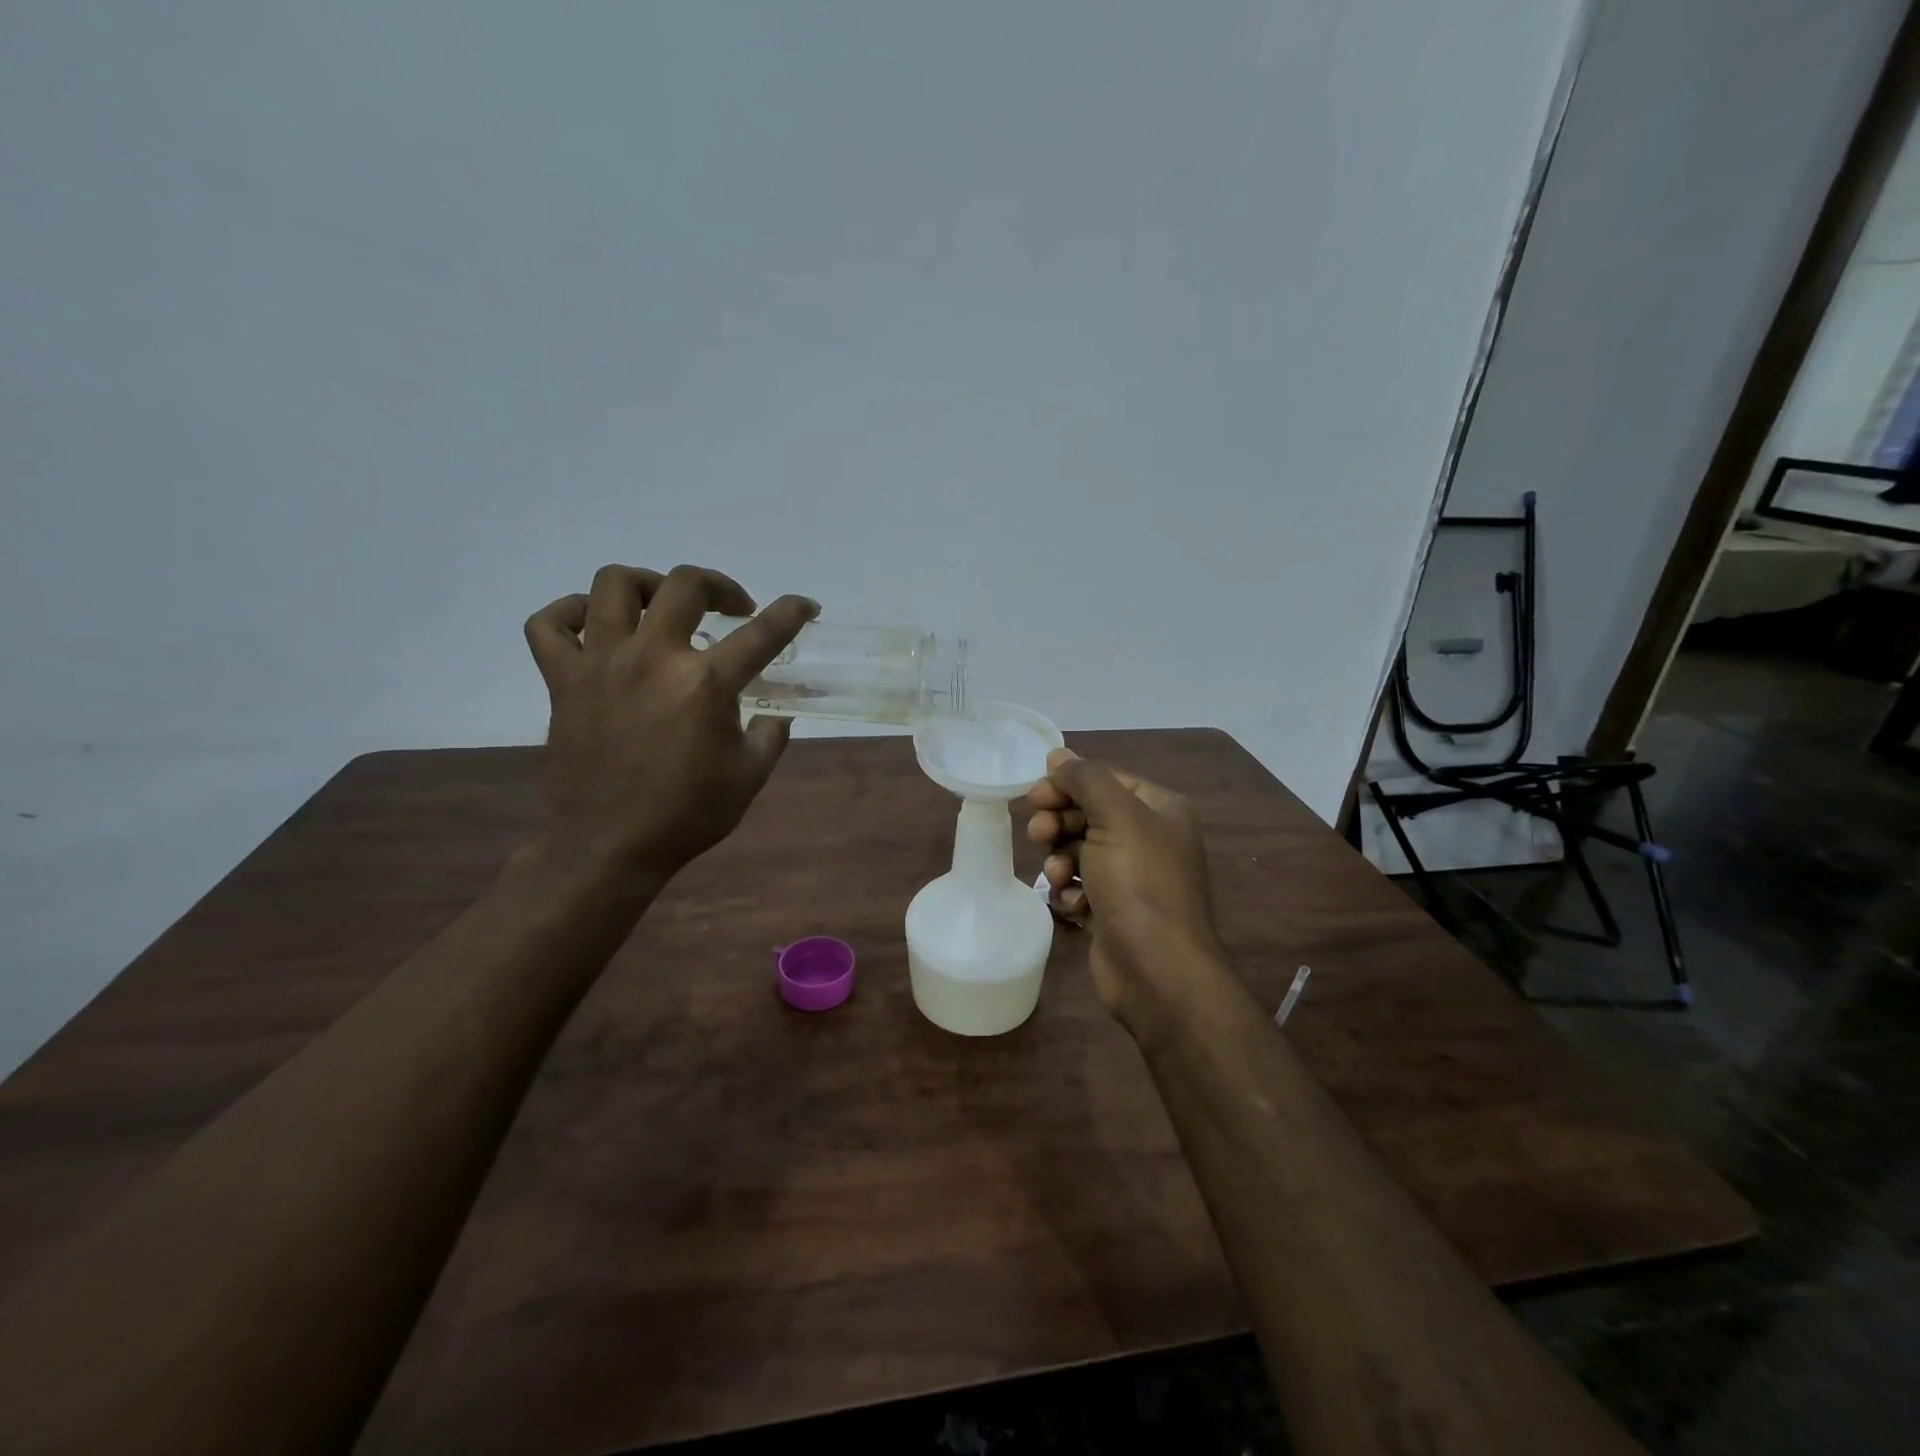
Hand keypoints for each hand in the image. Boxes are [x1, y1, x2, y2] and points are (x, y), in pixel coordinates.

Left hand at [524, 563, 818, 881]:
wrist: (611, 846)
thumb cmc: (688, 814)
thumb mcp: (750, 777)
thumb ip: (771, 735)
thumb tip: (776, 713)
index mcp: (706, 684)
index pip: (762, 633)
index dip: (791, 611)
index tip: (805, 605)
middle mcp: (653, 658)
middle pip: (685, 584)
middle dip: (718, 586)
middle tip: (730, 609)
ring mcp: (601, 664)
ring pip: (613, 585)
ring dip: (647, 585)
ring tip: (661, 607)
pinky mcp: (563, 680)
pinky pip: (549, 624)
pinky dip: (569, 612)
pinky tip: (595, 625)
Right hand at [1027, 748, 1225, 1026]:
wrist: (1157, 971)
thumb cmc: (1139, 884)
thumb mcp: (1115, 817)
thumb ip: (1086, 779)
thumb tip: (1059, 754)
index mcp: (1159, 810)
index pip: (1105, 780)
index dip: (1067, 784)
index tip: (1034, 796)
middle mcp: (1148, 839)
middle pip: (1088, 815)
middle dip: (1059, 823)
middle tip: (1038, 834)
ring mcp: (1131, 878)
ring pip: (1078, 852)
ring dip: (1060, 861)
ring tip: (1056, 877)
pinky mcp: (1113, 911)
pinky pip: (1080, 887)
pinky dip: (1070, 894)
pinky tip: (1074, 907)